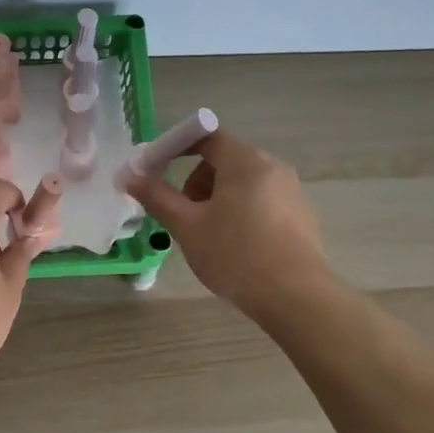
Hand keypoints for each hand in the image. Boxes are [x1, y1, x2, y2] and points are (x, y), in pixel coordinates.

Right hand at [125, 127, 331, 319]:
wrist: (295, 297)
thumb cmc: (235, 255)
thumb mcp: (188, 227)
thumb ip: (158, 197)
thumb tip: (132, 177)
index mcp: (245, 161)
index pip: (206, 135)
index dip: (176, 146)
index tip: (156, 170)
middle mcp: (273, 167)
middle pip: (225, 160)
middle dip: (196, 181)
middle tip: (184, 215)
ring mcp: (292, 191)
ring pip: (243, 183)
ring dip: (217, 199)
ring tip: (209, 236)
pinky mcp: (301, 215)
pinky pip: (262, 201)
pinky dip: (241, 212)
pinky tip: (237, 247)